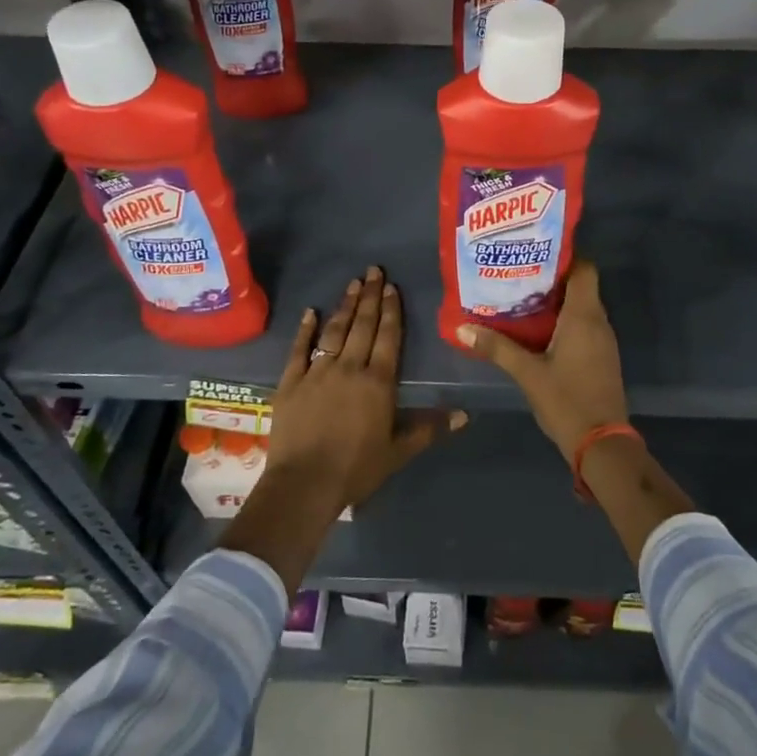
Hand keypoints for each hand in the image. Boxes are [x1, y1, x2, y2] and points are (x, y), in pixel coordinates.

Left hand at [266, 265, 464, 509]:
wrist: (304, 485)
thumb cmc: (356, 469)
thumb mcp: (398, 452)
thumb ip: (429, 428)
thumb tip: (465, 414)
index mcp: (378, 382)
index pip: (388, 337)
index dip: (391, 310)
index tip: (391, 286)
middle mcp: (349, 367)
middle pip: (362, 325)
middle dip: (370, 296)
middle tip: (373, 270)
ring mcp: (317, 372)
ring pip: (334, 331)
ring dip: (345, 306)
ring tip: (352, 283)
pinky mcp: (291, 382)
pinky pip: (299, 349)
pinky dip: (305, 329)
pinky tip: (310, 312)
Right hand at [458, 260, 626, 461]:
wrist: (602, 444)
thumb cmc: (567, 400)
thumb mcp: (527, 373)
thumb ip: (497, 348)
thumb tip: (462, 327)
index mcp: (584, 316)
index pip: (584, 268)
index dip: (563, 255)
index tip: (534, 251)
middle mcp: (598, 322)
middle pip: (580, 285)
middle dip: (551, 277)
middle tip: (517, 272)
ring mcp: (603, 341)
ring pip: (581, 307)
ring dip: (556, 300)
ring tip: (521, 296)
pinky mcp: (601, 357)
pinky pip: (583, 326)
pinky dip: (563, 320)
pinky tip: (537, 329)